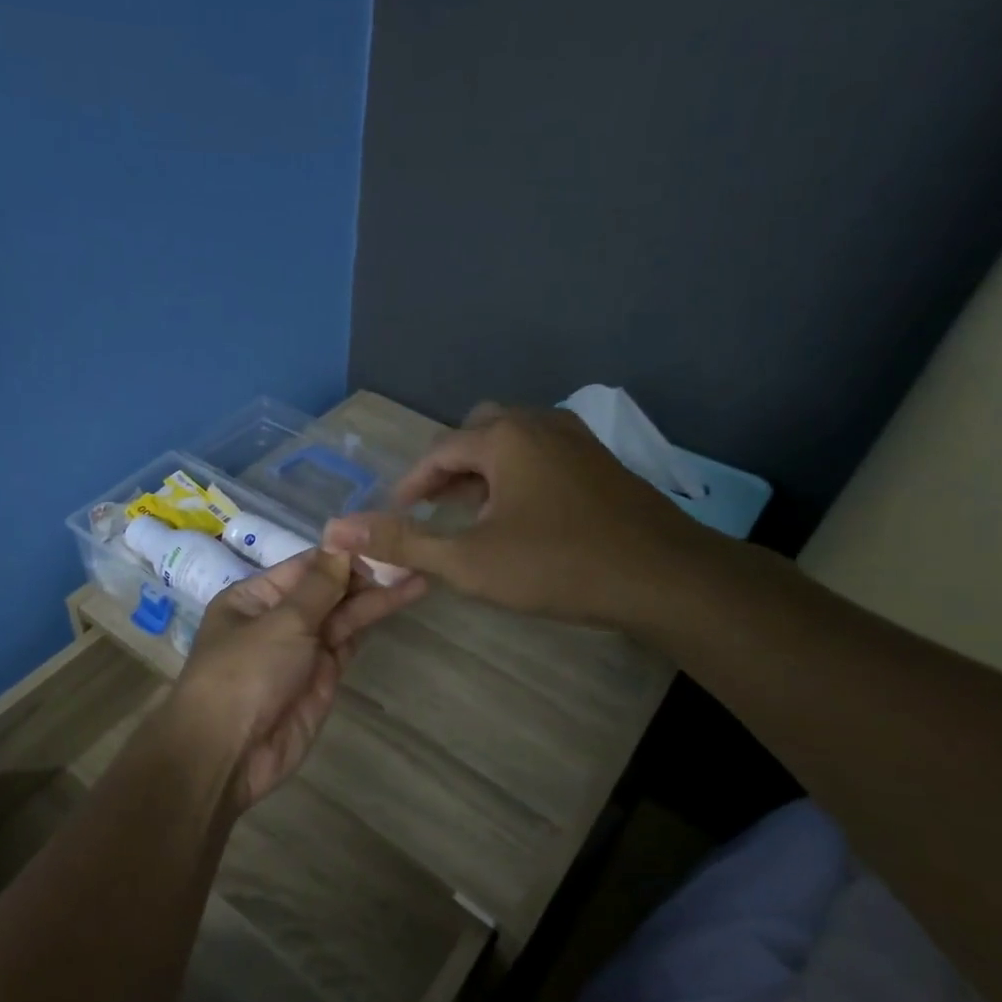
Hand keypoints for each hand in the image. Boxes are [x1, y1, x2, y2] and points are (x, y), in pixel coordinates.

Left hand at [168, 550, 425, 810]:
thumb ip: (318, 586)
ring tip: (418, 573)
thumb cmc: (245, 674)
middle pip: (327, 589)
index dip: (343, 552)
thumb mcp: (281, 622)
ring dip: (375, 597)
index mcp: (254, 597)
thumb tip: (341, 543)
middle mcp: (278, 618)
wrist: (230, 753)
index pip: (305, 565)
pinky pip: (348, 643)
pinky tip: (399, 600)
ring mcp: (301, 649)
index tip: (382, 536)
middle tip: (411, 553)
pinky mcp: (322, 678)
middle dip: (365, 574)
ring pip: (342, 616)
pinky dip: (370, 624)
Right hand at [323, 404, 724, 631]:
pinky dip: (517, 477)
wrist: (665, 577)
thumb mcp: (468, 561)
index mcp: (504, 436)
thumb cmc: (558, 565)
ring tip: (472, 516)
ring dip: (484, 473)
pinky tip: (521, 518)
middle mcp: (540, 424)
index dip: (411, 484)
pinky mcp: (601, 463)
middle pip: (477, 434)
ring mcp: (577, 440)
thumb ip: (401, 543)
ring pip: (513, 444)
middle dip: (450, 470)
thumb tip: (335, 531)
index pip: (440, 451)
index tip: (397, 515)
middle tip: (434, 509)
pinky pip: (542, 457)